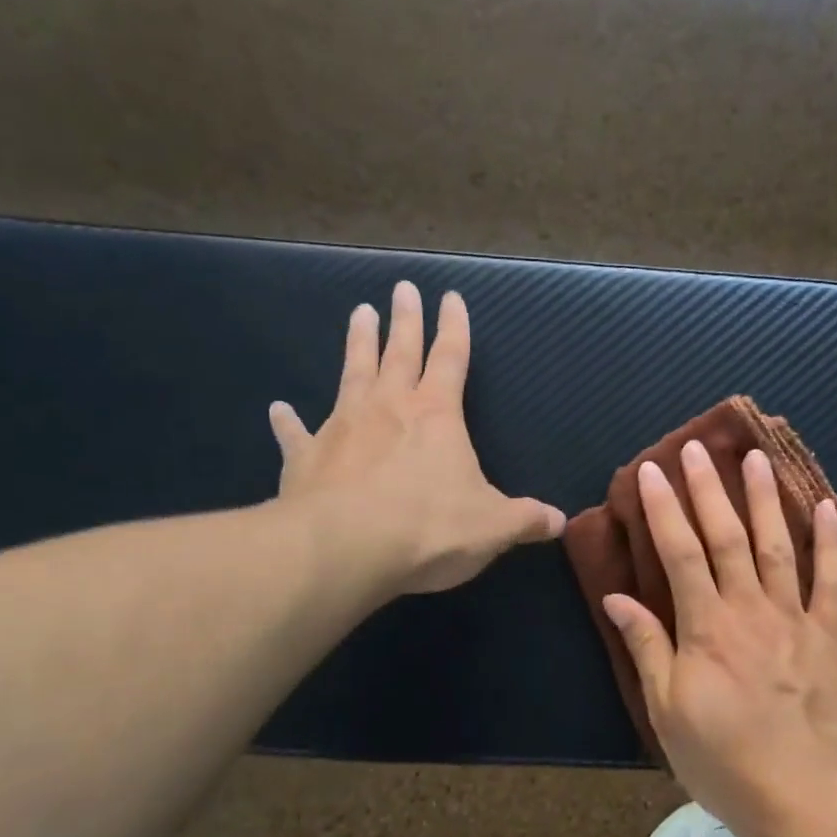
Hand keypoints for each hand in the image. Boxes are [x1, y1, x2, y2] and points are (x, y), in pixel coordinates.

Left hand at [270, 281, 564, 597]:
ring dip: (357, 344)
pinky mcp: (306, 458)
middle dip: (405, 320)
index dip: (454, 328)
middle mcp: (389, 408)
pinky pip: (296, 434)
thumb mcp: (492, 528)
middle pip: (399, 353)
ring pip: (351, 374)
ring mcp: (342, 428)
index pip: (451, 359)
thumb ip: (525, 520)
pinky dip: (287, 422)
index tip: (450, 296)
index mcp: (437, 416)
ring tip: (358, 314)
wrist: (346, 549)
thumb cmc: (429, 529)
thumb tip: (559, 521)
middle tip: (402, 288)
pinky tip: (278, 408)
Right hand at [601, 440, 836, 836]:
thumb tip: (616, 597)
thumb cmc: (723, 761)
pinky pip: (833, 581)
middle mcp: (749, 610)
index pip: (679, 553)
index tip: (649, 472)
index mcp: (705, 627)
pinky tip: (828, 507)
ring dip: (765, 499)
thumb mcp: (667, 711)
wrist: (803, 799)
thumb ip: (646, 647)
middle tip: (696, 448)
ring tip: (756, 458)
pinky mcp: (830, 637)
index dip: (662, 509)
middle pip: (726, 537)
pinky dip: (832, 542)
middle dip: (707, 489)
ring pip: (777, 546)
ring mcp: (795, 619)